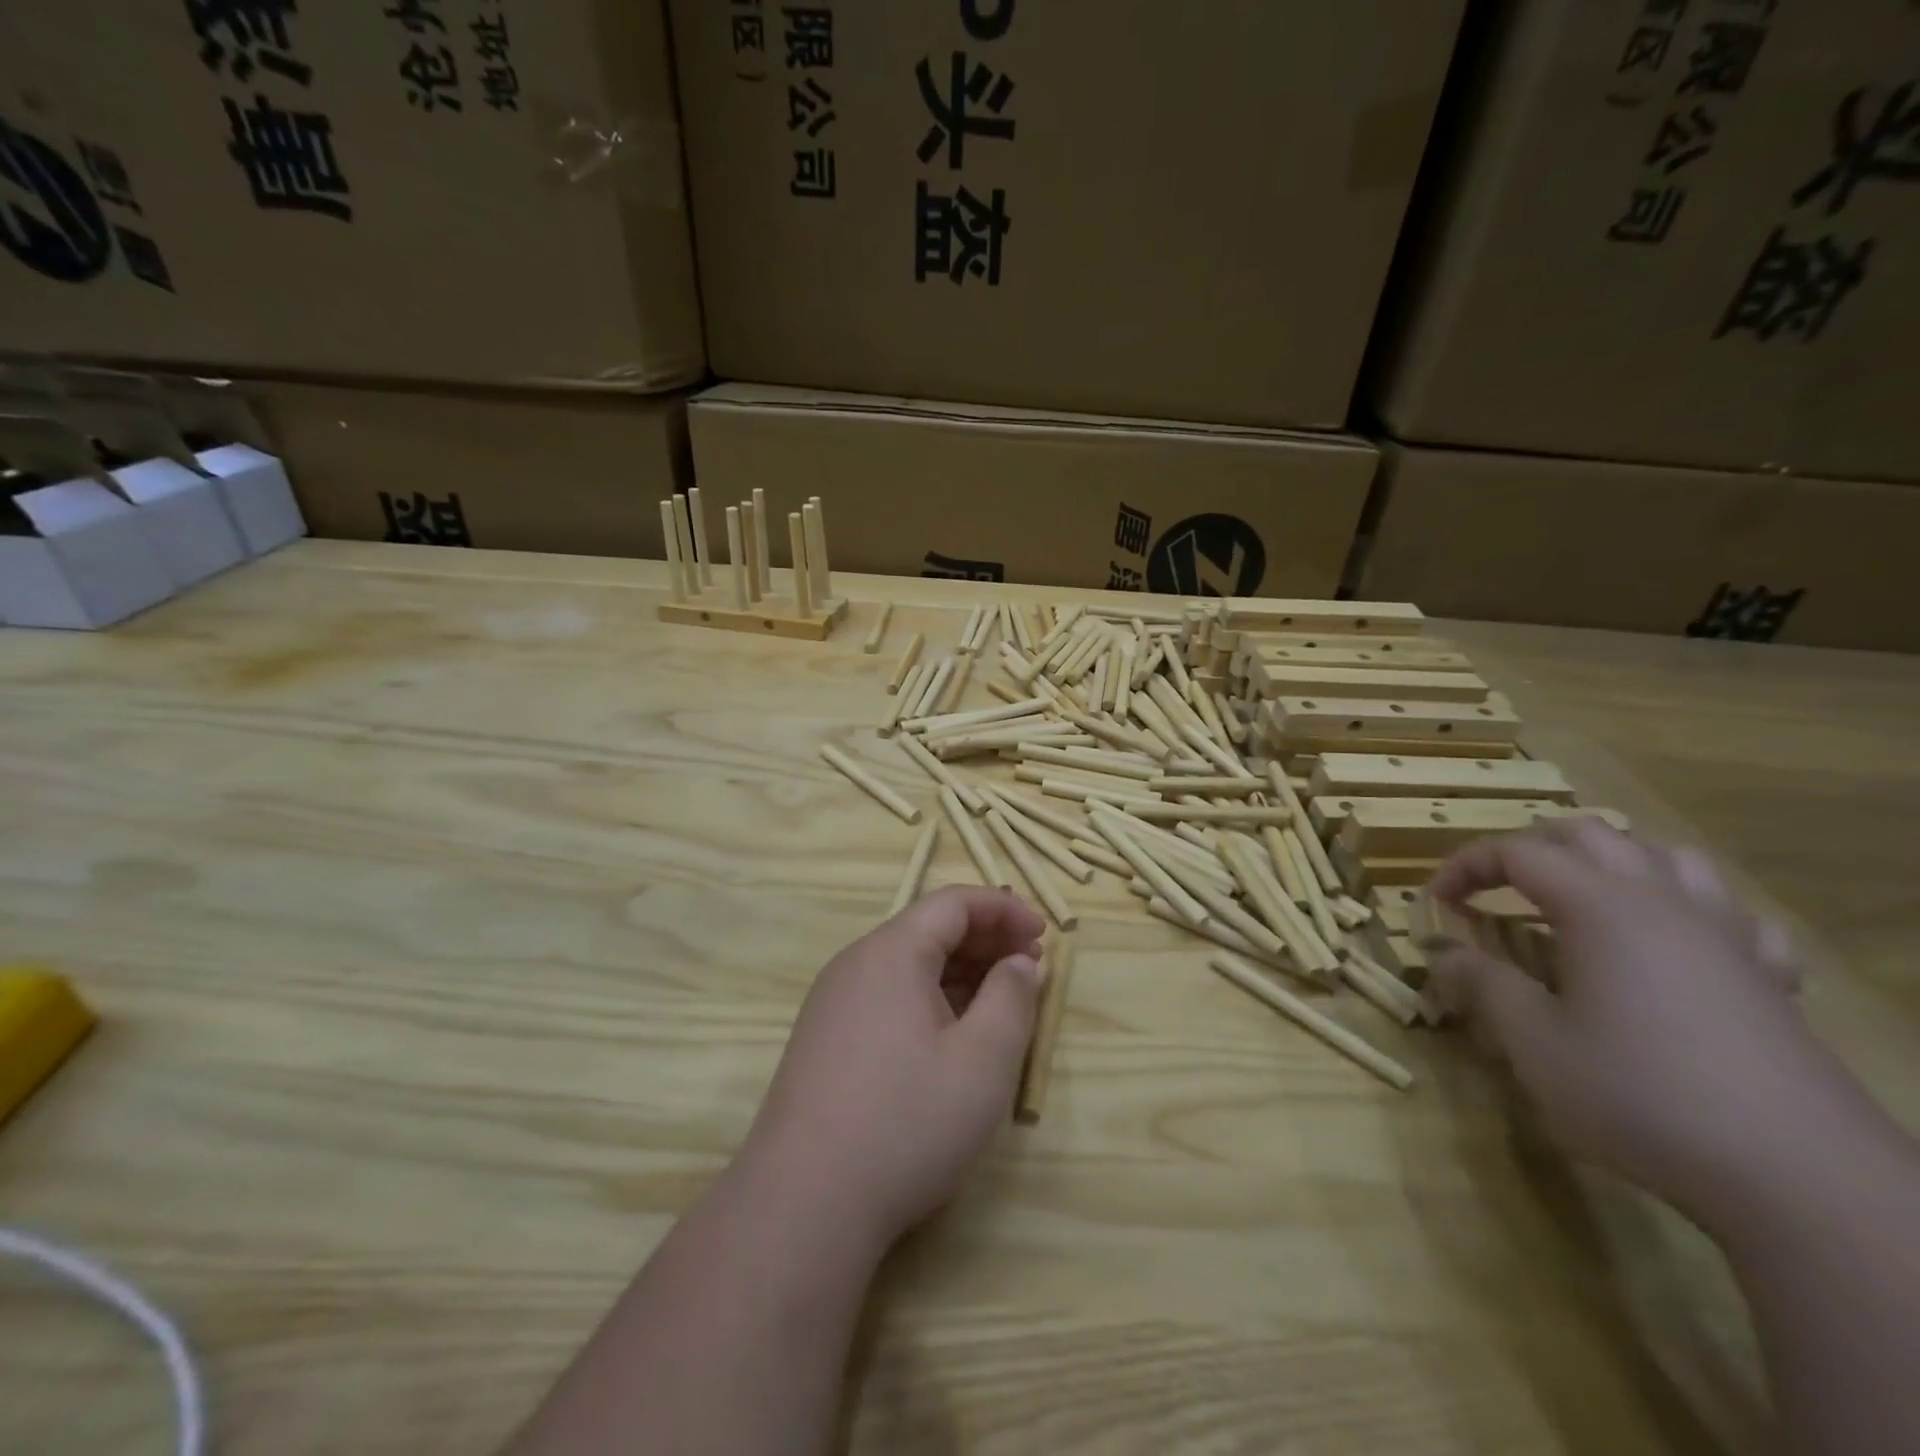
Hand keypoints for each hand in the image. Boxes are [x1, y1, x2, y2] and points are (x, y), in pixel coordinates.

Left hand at [739, 887, 1046, 1255]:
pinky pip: (887, 996)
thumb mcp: (982, 1062)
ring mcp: (833, 1002)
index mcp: (891, 952)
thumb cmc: (906, 1123)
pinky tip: (952, 1035)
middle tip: (1029, 970)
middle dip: (985, 940)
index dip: (1004, 910)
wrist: (803, 1204)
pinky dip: (930, 999)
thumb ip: (1012, 999)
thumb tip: (1019, 962)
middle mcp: (856, 964)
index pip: (953, 903)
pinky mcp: (825, 1039)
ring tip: (999, 1003)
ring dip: (959, 972)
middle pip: (928, 929)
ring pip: (908, 965)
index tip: (1044, 936)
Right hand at [1426, 820, 1879, 1233]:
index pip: (1517, 852)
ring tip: (1579, 900)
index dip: (1466, 866)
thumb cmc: (1640, 1096)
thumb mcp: (1534, 1043)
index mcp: (1599, 907)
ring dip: (1610, 864)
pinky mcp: (1769, 976)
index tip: (1437, 901)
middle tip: (1496, 891)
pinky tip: (1673, 945)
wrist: (1798, 1177)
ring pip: (1665, 857)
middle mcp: (1662, 902)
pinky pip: (1731, 913)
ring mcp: (1726, 935)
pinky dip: (1687, 910)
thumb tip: (1444, 953)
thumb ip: (1483, 985)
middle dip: (1530, 851)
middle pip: (1589, 836)